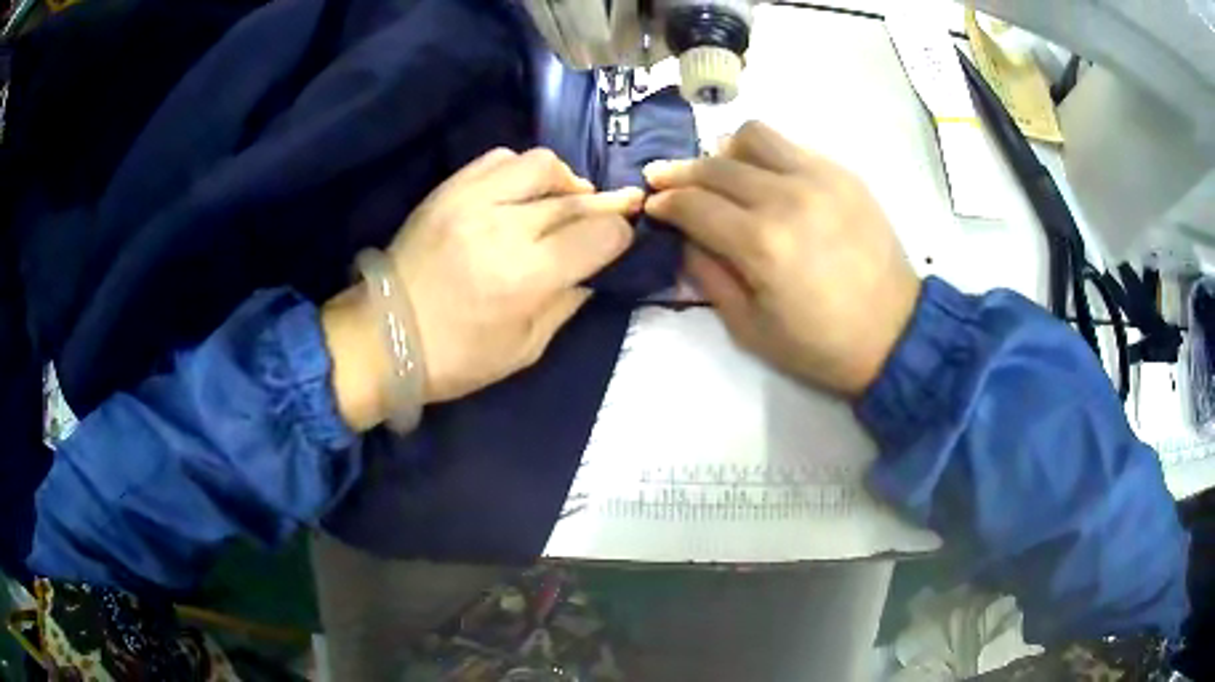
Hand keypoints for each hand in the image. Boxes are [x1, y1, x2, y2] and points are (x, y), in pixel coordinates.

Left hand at [325, 148, 641, 428]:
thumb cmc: (456, 357)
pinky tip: (520, 193)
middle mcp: (503, 226)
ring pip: (541, 164)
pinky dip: (521, 171)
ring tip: (558, 202)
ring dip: (563, 181)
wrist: (382, 336)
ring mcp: (472, 200)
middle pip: (575, 197)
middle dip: (602, 206)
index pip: (599, 233)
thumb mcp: (526, 349)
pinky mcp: (448, 189)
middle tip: (606, 215)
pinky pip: (499, 158)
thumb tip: (592, 267)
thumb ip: (567, 302)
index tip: (619, 241)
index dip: (620, 235)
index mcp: (526, 276)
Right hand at [644, 121, 920, 396]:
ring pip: (752, 135)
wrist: (895, 334)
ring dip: (725, 152)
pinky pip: (790, 145)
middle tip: (667, 182)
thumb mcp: (749, 328)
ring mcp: (819, 178)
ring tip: (721, 174)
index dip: (664, 202)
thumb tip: (686, 237)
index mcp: (761, 243)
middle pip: (715, 164)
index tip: (653, 206)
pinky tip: (766, 179)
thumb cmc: (820, 344)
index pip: (693, 203)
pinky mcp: (843, 174)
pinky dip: (765, 156)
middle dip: (680, 172)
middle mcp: (787, 197)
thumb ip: (708, 275)